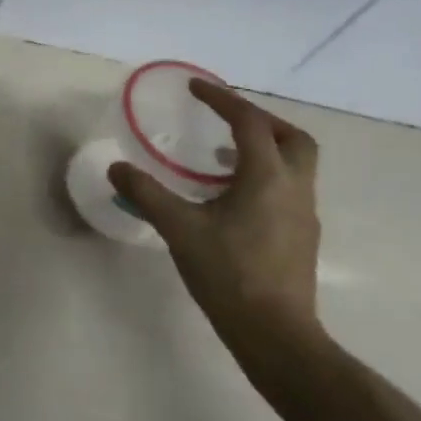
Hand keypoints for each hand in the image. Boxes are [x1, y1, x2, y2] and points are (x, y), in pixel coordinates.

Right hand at [110, 80, 327, 383]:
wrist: (275, 332)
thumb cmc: (228, 273)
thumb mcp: (179, 229)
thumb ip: (146, 194)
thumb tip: (117, 168)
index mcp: (267, 177)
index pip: (249, 123)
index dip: (222, 100)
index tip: (196, 87)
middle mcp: (294, 188)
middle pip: (290, 137)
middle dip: (259, 120)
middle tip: (224, 119)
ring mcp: (303, 214)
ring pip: (293, 164)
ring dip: (262, 149)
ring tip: (218, 159)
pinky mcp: (301, 236)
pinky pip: (287, 189)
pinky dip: (262, 177)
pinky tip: (230, 200)